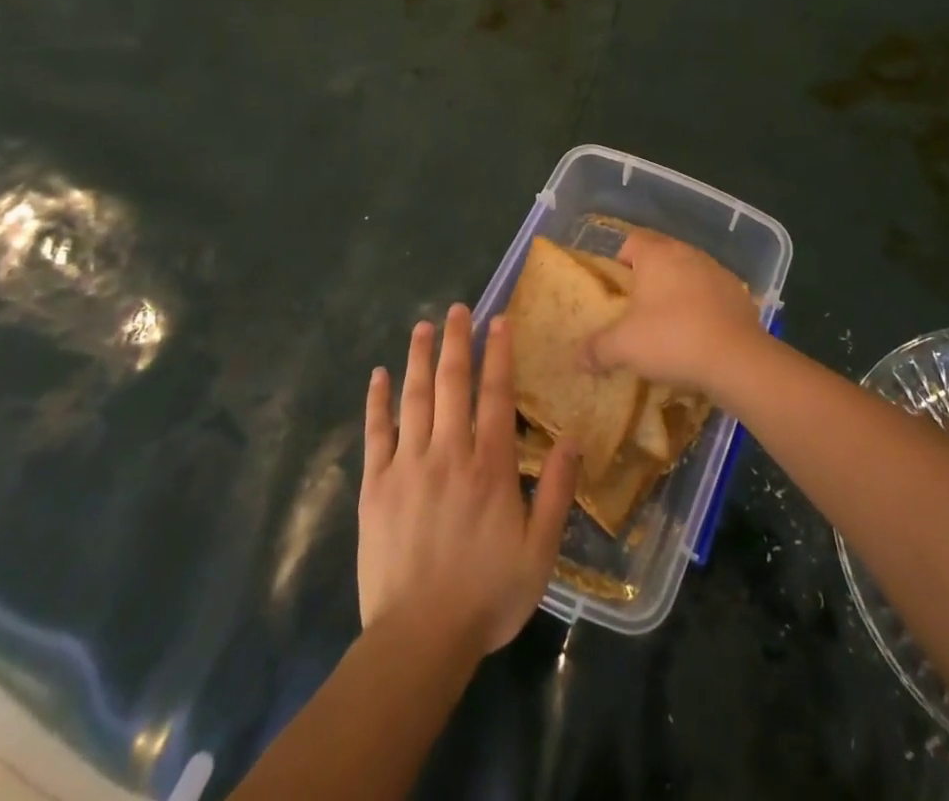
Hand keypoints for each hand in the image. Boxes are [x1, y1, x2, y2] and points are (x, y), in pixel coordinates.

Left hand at [359, 304, 578, 655]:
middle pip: (452, 383)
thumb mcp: (540, 552)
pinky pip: (376, 432)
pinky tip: (378, 375)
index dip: (498, 353)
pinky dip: (377, 401)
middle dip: (457, 341)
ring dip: (419, 358)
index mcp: (490, 466)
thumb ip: (557, 492)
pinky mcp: (376, 486)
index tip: (498, 320)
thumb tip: (572, 438)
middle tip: (457, 308)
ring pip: (414, 398)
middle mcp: (448, 453)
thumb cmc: (487, 596)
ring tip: (423, 326)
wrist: (418, 640)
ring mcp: (408, 466)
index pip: (495, 394)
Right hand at [585, 229, 762, 393]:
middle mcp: (688, 253)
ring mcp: (717, 271)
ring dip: (677, 293)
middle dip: (647, 280)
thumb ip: (596, 349)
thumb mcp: (623, 347)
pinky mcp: (739, 294)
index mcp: (658, 254)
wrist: (737, 359)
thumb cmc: (672, 339)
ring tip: (668, 327)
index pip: (631, 241)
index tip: (614, 291)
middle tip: (636, 312)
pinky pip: (711, 295)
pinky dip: (702, 309)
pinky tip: (698, 337)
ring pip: (687, 275)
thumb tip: (577, 358)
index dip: (619, 262)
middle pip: (661, 257)